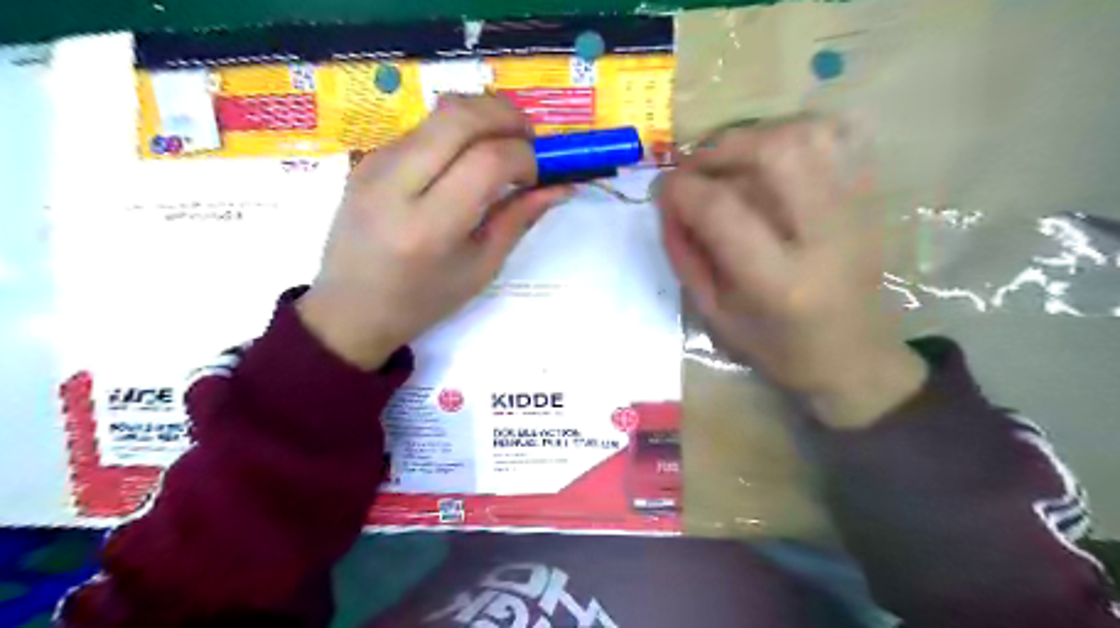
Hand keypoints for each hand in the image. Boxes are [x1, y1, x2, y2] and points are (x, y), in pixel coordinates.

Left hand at [298, 96, 570, 369]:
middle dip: (507, 115)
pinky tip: (465, 162)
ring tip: (503, 148)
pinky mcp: (367, 157)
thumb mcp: (481, 268)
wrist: (350, 308)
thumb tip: (562, 186)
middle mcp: (396, 184)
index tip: (540, 174)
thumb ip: (519, 219)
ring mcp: (374, 164)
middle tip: (530, 140)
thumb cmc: (423, 301)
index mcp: (429, 227)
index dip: (526, 156)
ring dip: (482, 119)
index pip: (487, 161)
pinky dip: (457, 132)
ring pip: (440, 113)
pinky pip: (423, 128)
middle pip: (460, 115)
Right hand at [659, 119, 928, 428]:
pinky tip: (772, 157)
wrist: (853, 356)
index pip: (722, 210)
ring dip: (758, 136)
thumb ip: (685, 255)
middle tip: (696, 168)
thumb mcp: (715, 314)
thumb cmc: (778, 348)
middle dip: (721, 149)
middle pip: (777, 152)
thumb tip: (667, 202)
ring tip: (731, 160)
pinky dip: (795, 133)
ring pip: (811, 134)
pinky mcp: (870, 199)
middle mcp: (825, 236)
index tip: (663, 191)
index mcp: (779, 282)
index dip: (682, 189)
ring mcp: (856, 211)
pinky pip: (838, 137)